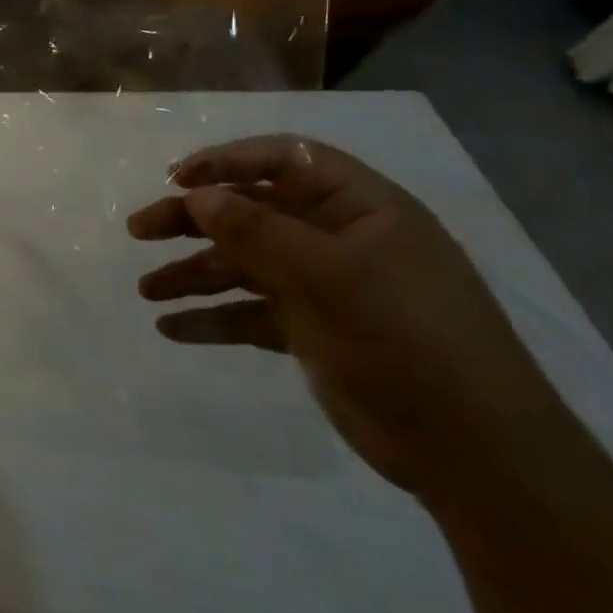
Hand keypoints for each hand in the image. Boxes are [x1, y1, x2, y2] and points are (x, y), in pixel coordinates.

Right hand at [129, 136, 581, 501]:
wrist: (474, 451)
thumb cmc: (406, 340)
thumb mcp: (329, 276)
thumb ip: (258, 231)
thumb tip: (198, 196)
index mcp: (360, 208)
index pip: (285, 161)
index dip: (228, 161)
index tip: (174, 179)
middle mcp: (340, 240)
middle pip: (252, 213)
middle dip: (193, 220)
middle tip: (138, 230)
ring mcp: (326, 288)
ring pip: (245, 265)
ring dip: (194, 273)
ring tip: (146, 291)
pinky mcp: (313, 332)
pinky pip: (251, 313)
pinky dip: (213, 318)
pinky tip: (173, 329)